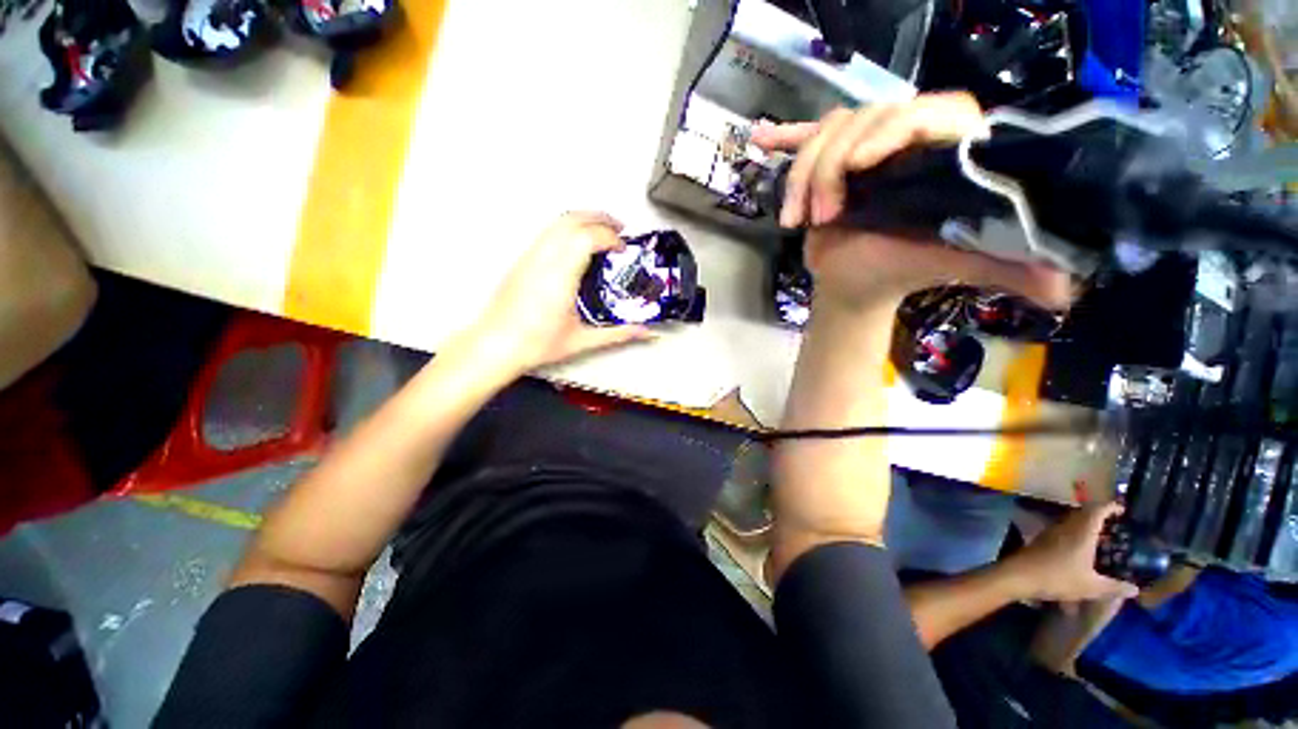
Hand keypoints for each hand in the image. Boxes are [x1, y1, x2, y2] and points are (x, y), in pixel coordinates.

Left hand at [455, 212, 654, 375]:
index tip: (622, 249)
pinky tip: (577, 246)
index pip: (588, 238)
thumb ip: (619, 334)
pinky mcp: (522, 260)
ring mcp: (530, 256)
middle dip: (599, 217)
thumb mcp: (583, 340)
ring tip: (601, 232)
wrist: (495, 345)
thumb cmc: (537, 344)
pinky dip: (568, 229)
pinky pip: (548, 232)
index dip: (610, 237)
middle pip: (572, 219)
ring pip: (557, 222)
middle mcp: (544, 259)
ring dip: (583, 220)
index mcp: (560, 276)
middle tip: (619, 229)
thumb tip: (647, 332)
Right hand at [750, 93, 1071, 311]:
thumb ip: (1007, 268)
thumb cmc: (899, 273)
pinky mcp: (832, 162)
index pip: (929, 113)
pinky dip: (784, 140)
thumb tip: (1066, 291)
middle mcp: (909, 138)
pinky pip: (806, 139)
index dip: (892, 129)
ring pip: (828, 131)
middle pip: (865, 117)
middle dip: (832, 167)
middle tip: (823, 217)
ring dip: (802, 175)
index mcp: (948, 153)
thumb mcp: (952, 265)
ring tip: (796, 220)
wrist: (856, 280)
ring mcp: (865, 147)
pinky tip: (762, 140)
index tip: (859, 168)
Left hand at [1008, 503, 1139, 603]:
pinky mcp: (1042, 538)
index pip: (1097, 510)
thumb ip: (1115, 587)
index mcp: (1081, 532)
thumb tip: (1136, 589)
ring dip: (1087, 524)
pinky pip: (1063, 530)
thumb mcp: (1092, 586)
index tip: (1123, 510)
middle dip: (1100, 516)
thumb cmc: (1058, 577)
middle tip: (1116, 526)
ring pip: (1072, 521)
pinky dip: (1075, 533)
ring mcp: (1052, 531)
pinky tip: (1081, 548)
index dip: (1111, 507)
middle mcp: (1066, 526)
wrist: (1020, 575)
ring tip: (1102, 537)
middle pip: (1084, 513)